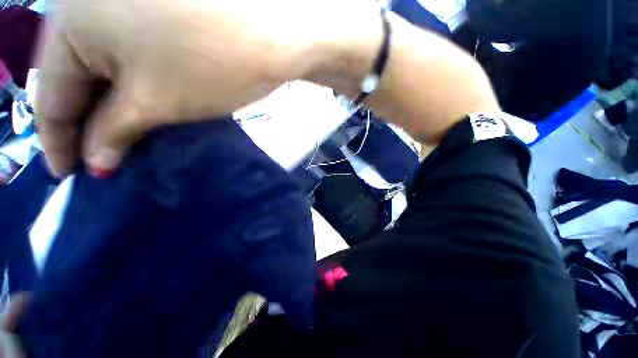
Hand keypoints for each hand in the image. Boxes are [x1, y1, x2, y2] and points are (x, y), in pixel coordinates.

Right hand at [36, 0, 377, 176]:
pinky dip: (126, 87)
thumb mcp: (156, 101)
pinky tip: (135, 110)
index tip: (65, 175)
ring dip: (107, 108)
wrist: (274, 27)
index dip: (56, 143)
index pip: (51, 98)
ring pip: (100, 68)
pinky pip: (124, 55)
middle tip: (96, 163)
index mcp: (72, 22)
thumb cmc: (214, 62)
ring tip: (115, 144)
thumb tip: (95, 160)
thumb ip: (115, 130)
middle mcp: (87, 3)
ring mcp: (122, 2)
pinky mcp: (153, 9)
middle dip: (84, 126)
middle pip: (74, 80)